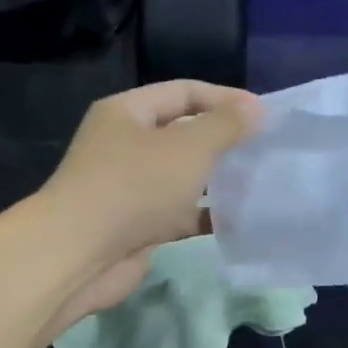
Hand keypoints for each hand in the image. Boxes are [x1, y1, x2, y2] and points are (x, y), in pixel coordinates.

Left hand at [38, 80, 260, 322]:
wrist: (81, 255)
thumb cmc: (134, 187)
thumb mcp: (188, 147)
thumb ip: (226, 126)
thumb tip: (257, 109)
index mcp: (127, 113)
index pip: (183, 92)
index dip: (225, 99)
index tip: (265, 115)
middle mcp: (125, 145)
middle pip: (183, 133)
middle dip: (223, 140)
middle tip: (266, 149)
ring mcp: (130, 188)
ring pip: (182, 176)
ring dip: (217, 179)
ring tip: (260, 182)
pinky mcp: (137, 225)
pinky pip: (179, 213)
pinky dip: (205, 215)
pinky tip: (239, 220)